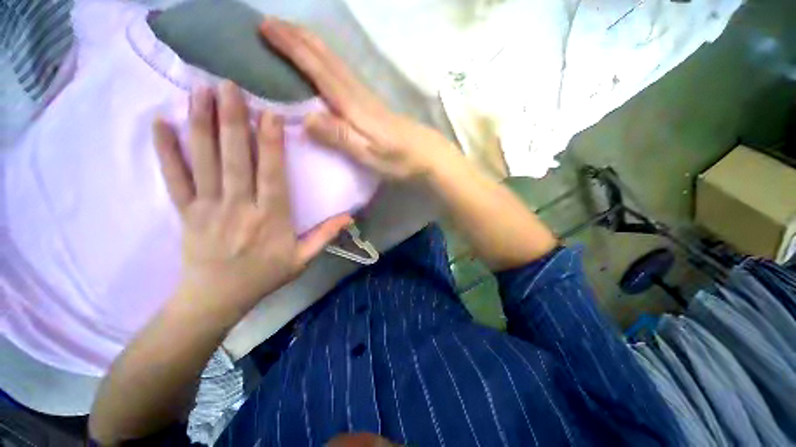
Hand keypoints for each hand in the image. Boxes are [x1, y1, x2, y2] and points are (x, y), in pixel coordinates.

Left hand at [153, 82, 350, 318]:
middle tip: (228, 84)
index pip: (272, 173)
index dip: (271, 143)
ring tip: (199, 91)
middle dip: (232, 120)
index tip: (269, 113)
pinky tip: (160, 123)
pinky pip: (174, 178)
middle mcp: (239, 206)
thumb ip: (325, 236)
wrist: (217, 298)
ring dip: (201, 124)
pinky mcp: (186, 211)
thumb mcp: (303, 260)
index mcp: (271, 217)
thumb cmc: (265, 276)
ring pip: (204, 160)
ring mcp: (208, 207)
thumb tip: (350, 216)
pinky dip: (166, 150)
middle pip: (236, 158)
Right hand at [260, 18, 458, 180]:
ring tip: (290, 34)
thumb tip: (305, 118)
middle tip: (271, 23)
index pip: (318, 68)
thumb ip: (340, 137)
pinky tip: (323, 63)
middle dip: (297, 37)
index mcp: (353, 105)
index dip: (291, 47)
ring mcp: (366, 97)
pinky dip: (326, 61)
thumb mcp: (369, 154)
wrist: (427, 155)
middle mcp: (357, 94)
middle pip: (326, 58)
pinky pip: (343, 74)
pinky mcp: (372, 104)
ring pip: (334, 62)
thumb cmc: (400, 159)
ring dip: (310, 44)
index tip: (266, 27)